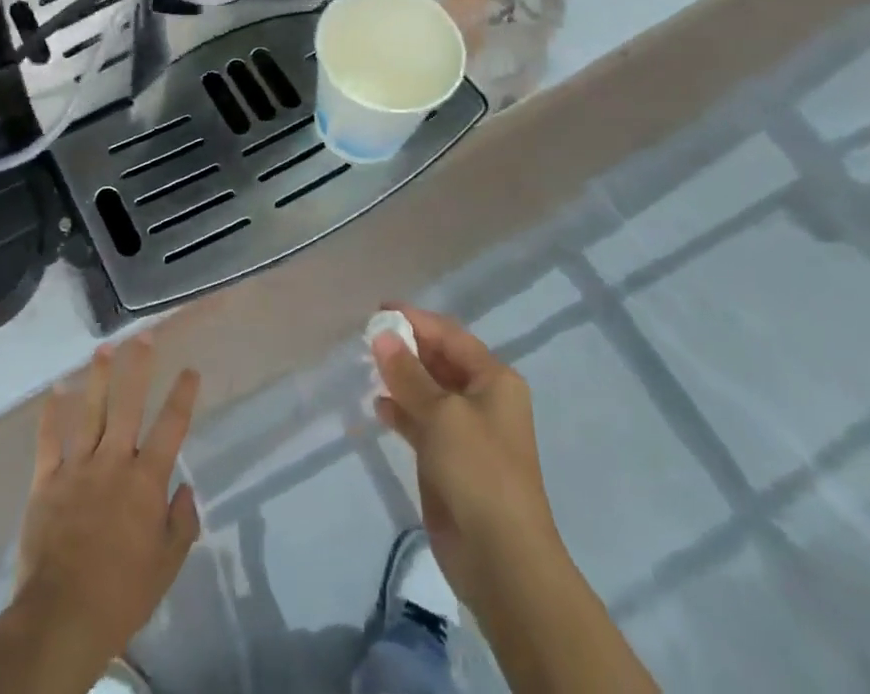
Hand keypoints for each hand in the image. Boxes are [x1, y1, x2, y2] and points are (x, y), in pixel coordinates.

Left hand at [13, 336, 201, 677]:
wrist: (61, 617)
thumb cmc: (121, 595)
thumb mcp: (166, 566)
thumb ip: (181, 523)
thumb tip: (186, 489)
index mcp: (145, 480)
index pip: (171, 427)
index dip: (183, 396)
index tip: (190, 369)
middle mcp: (113, 462)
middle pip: (128, 405)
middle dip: (138, 367)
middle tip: (144, 336)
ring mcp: (77, 468)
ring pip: (89, 412)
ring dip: (97, 378)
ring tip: (103, 349)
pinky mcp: (46, 482)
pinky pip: (48, 441)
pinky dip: (50, 415)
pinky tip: (54, 392)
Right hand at [372, 304, 560, 612]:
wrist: (502, 559)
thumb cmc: (479, 471)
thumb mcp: (442, 414)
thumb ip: (408, 373)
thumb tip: (383, 336)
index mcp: (493, 380)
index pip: (450, 336)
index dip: (416, 320)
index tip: (379, 311)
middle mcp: (482, 400)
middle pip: (439, 360)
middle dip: (406, 347)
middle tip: (367, 337)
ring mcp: (465, 432)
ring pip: (427, 391)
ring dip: (400, 378)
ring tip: (367, 366)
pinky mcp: (448, 460)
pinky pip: (420, 422)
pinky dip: (400, 411)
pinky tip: (377, 405)